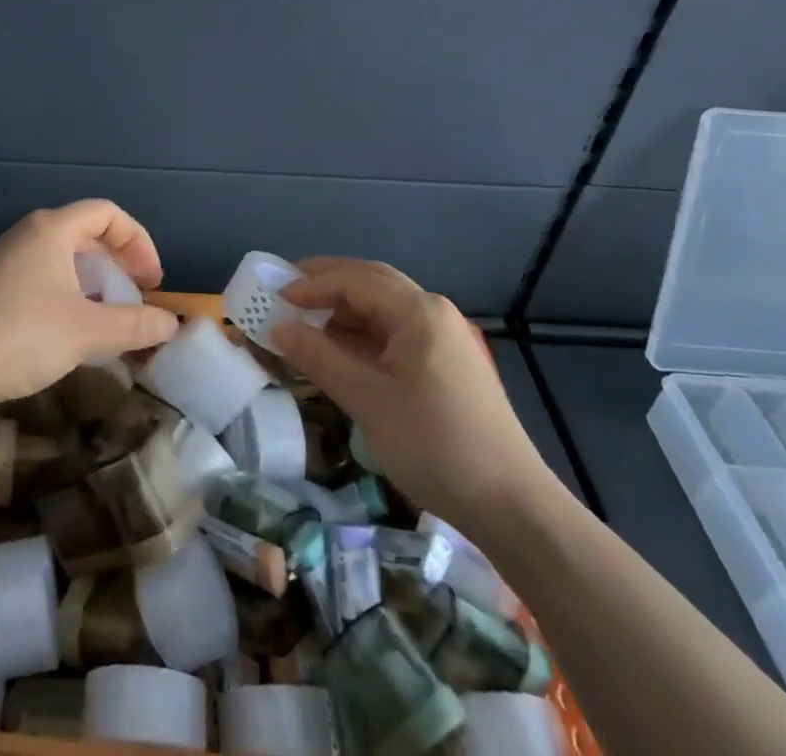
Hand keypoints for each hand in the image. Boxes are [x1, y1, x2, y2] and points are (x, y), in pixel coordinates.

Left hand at [0, 201, 180, 409]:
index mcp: (52, 229)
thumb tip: (172, 325)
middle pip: (86, 232)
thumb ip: (134, 325)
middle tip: (136, 296)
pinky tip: (72, 330)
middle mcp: (28, 234)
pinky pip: (43, 276)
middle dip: (118, 262)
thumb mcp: (88, 331)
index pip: (107, 213)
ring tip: (109, 316)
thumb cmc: (22, 334)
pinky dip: (69, 293)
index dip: (138, 241)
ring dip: (94, 281)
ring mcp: (6, 260)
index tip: (152, 281)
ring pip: (63, 257)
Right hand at [270, 258, 558, 543]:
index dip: (310, 284)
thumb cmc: (434, 444)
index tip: (274, 297)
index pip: (354, 279)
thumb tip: (277, 328)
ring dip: (343, 310)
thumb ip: (319, 357)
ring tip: (305, 322)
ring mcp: (442, 338)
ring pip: (382, 307)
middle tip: (285, 293)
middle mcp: (432, 312)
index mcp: (418, 311)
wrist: (511, 506)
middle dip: (326, 283)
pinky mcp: (444, 364)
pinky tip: (339, 351)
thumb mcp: (367, 399)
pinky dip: (361, 334)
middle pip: (370, 282)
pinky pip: (393, 332)